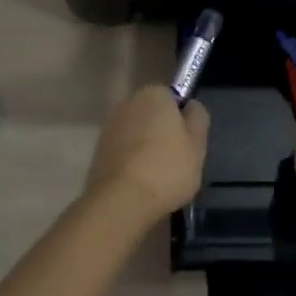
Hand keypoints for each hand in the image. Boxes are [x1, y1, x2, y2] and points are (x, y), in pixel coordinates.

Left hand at [86, 84, 208, 228]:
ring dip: (145, 147)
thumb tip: (190, 106)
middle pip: (152, 114)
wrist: (121, 201)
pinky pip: (123, 151)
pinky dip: (131, 162)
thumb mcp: (198, 144)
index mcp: (154, 94)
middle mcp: (128, 103)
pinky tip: (140, 183)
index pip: (172, 97)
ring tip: (158, 177)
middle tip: (176, 160)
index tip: (188, 141)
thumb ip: (198, 118)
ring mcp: (109, 127)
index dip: (182, 118)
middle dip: (162, 131)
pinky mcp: (97, 151)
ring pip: (136, 134)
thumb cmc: (167, 168)